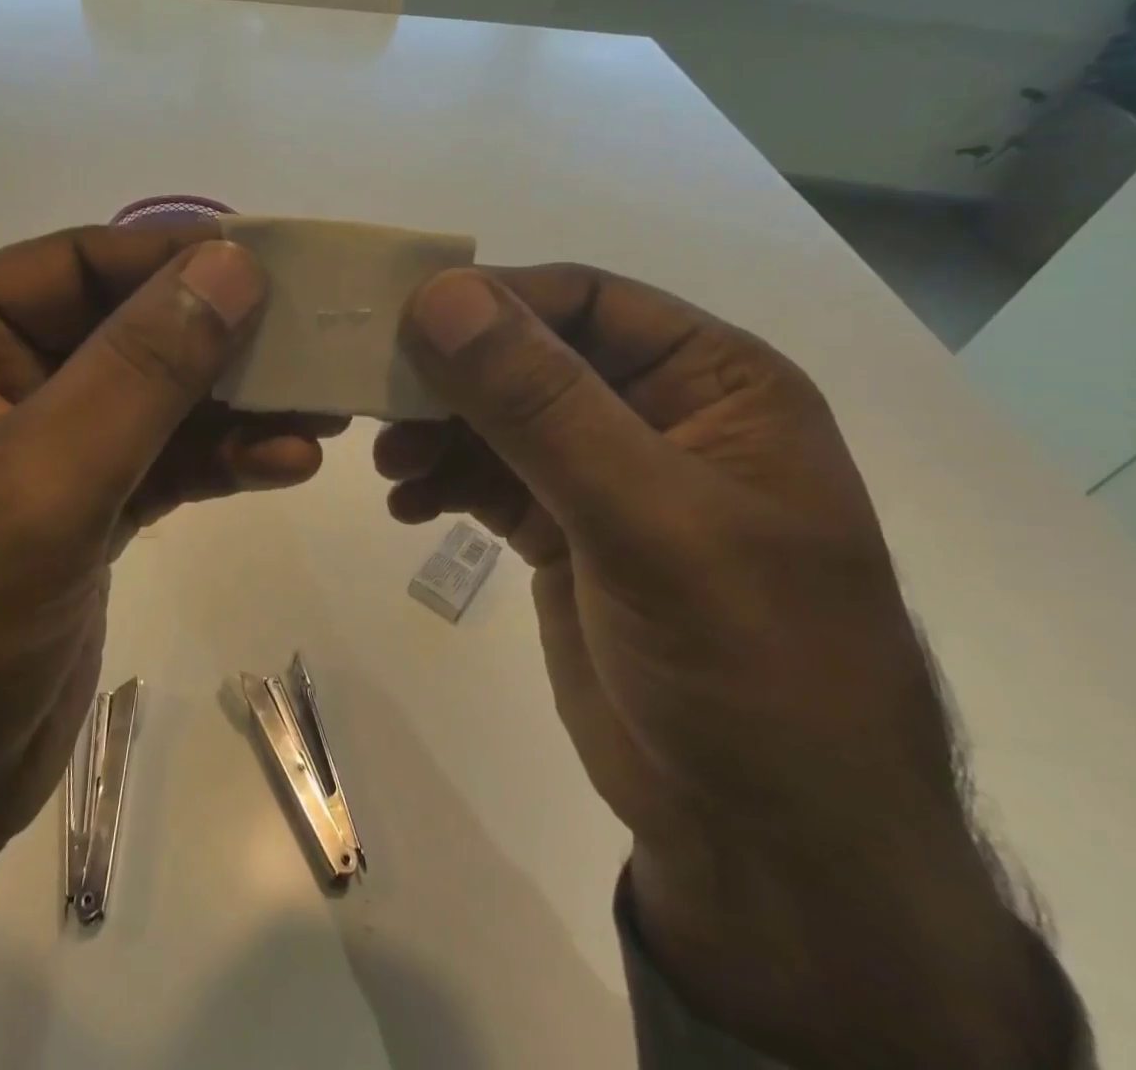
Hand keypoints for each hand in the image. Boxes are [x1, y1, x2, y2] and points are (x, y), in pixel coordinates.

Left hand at [0, 223, 333, 857]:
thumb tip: (230, 265)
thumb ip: (139, 371)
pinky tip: (286, 463)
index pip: (71, 267)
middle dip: (216, 339)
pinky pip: (160, 462)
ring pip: (151, 400)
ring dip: (233, 405)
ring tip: (320, 410)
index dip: (170, 259)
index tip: (269, 264)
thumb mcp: (38, 486)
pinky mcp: (78, 515)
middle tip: (312, 340)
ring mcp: (36, 455)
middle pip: (122, 331)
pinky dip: (221, 459)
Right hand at [381, 266, 1081, 1066]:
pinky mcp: (564, 531)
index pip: (586, 300)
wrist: (762, 839)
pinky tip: (406, 506)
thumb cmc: (743, 663)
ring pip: (500, 418)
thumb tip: (441, 296)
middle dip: (453, 376)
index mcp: (712, 381)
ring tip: (388, 464)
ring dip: (438, 431)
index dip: (493, 301)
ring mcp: (607, 477)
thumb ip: (540, 403)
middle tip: (374, 397)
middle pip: (531, 356)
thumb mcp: (645, 520)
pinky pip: (488, 478)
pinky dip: (443, 481)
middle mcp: (658, 413)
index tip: (400, 321)